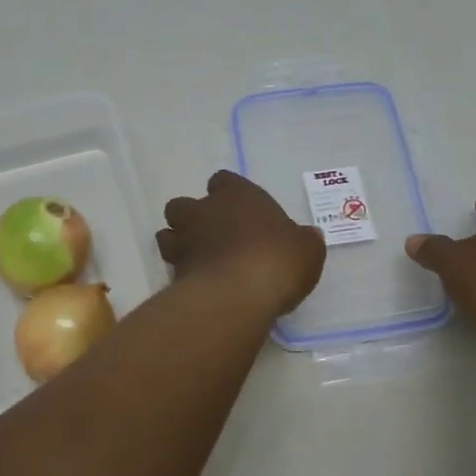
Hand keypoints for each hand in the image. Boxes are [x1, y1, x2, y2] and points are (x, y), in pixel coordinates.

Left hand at [158, 171, 325, 316]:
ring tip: (201, 262)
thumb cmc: (277, 259)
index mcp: (236, 194)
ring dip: (180, 244)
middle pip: (184, 205)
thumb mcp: (307, 249)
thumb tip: (307, 238)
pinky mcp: (173, 273)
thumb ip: (303, 240)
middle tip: (215, 238)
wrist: (238, 295)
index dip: (230, 195)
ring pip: (168, 234)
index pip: (223, 181)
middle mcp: (203, 211)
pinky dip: (183, 275)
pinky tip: (201, 287)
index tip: (242, 212)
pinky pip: (173, 268)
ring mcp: (184, 242)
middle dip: (194, 218)